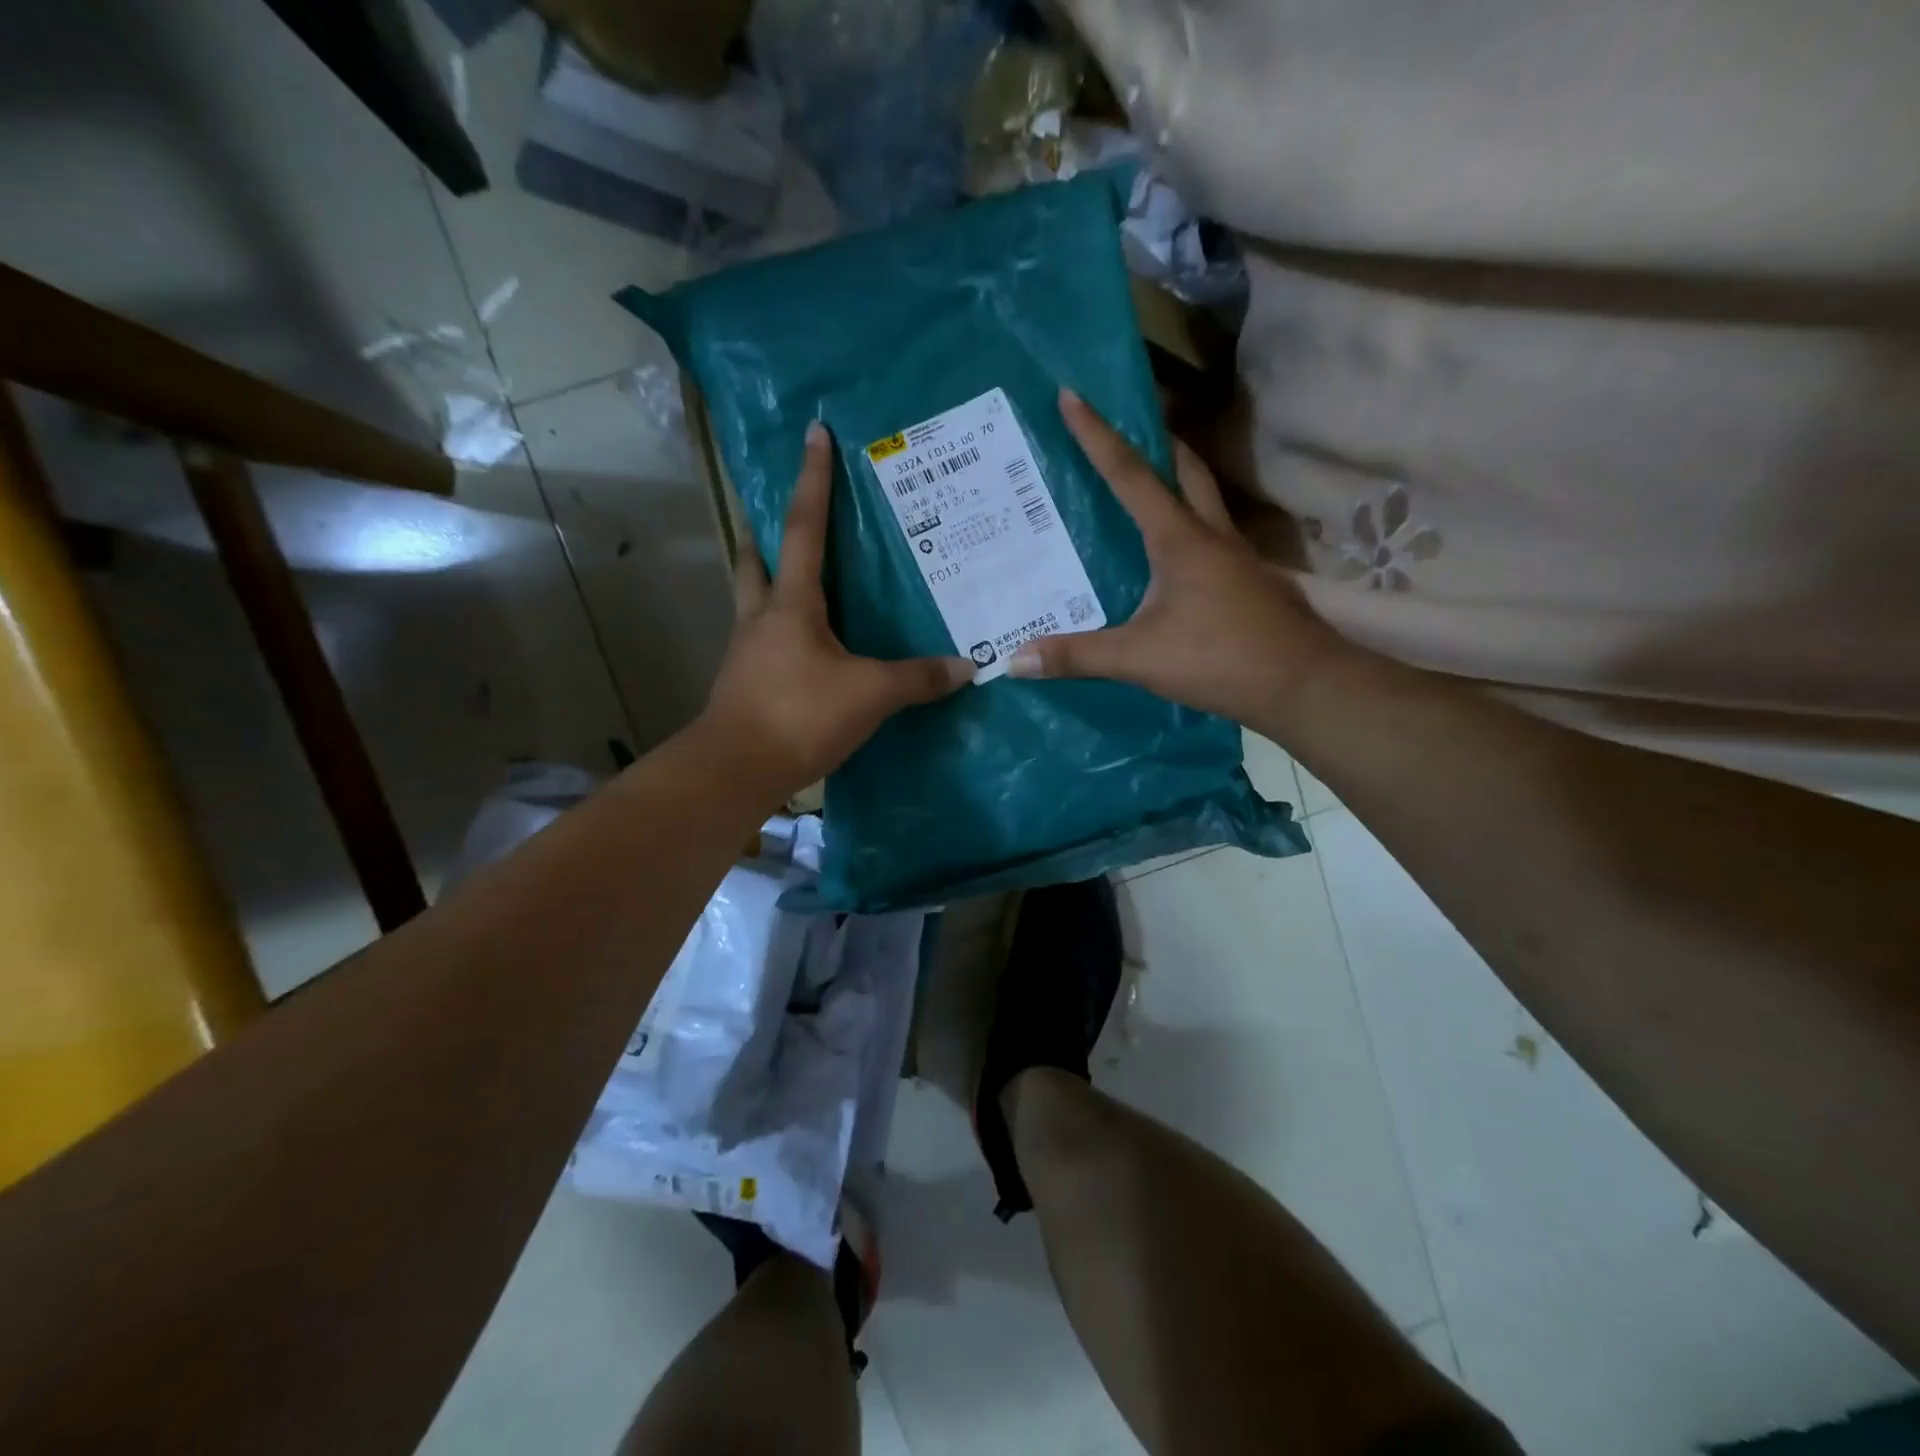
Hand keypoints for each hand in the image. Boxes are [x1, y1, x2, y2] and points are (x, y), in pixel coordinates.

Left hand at [699, 420, 972, 801]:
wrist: (736, 770)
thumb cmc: (800, 715)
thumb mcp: (869, 694)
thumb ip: (918, 678)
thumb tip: (967, 667)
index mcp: (791, 604)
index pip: (803, 529)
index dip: (812, 480)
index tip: (813, 433)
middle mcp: (762, 617)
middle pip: (758, 558)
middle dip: (768, 530)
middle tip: (787, 515)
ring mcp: (748, 651)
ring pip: (755, 599)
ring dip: (771, 580)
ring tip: (800, 580)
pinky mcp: (746, 684)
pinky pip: (765, 641)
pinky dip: (782, 630)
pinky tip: (805, 647)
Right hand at [1007, 389, 1336, 730]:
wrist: (1302, 684)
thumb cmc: (1220, 659)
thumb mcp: (1140, 659)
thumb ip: (1078, 656)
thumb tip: (1015, 659)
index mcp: (1179, 539)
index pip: (1129, 475)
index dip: (1097, 435)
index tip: (1072, 395)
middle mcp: (1210, 535)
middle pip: (1183, 470)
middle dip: (1153, 441)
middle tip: (1123, 428)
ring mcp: (1235, 557)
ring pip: (1203, 499)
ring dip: (1175, 479)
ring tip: (1141, 483)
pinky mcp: (1246, 580)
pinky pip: (1210, 536)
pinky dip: (1186, 524)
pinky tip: (1169, 554)